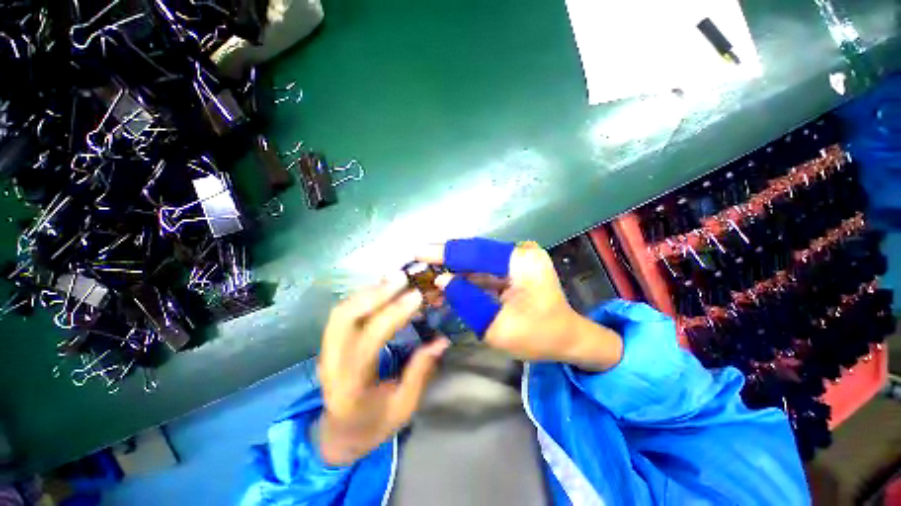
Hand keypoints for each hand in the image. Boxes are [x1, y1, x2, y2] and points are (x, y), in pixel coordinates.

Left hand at [317, 274, 449, 465]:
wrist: (339, 435)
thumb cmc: (374, 425)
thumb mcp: (404, 407)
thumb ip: (420, 372)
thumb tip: (442, 340)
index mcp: (350, 388)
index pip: (368, 342)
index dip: (393, 315)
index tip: (416, 296)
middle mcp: (331, 365)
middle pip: (344, 319)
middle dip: (375, 294)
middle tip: (403, 279)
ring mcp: (326, 352)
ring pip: (341, 311)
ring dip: (368, 292)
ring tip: (395, 280)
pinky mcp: (330, 343)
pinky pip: (343, 312)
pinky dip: (362, 296)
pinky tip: (382, 289)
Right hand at [417, 238, 621, 370]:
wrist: (567, 339)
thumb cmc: (539, 337)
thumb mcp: (498, 326)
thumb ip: (467, 301)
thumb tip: (442, 280)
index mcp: (521, 262)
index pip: (476, 252)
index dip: (445, 252)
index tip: (418, 253)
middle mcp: (519, 253)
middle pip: (474, 252)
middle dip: (445, 259)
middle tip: (418, 263)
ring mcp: (516, 259)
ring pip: (475, 261)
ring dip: (453, 271)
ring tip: (428, 280)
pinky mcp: (512, 268)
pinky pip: (483, 270)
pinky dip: (464, 278)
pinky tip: (446, 287)